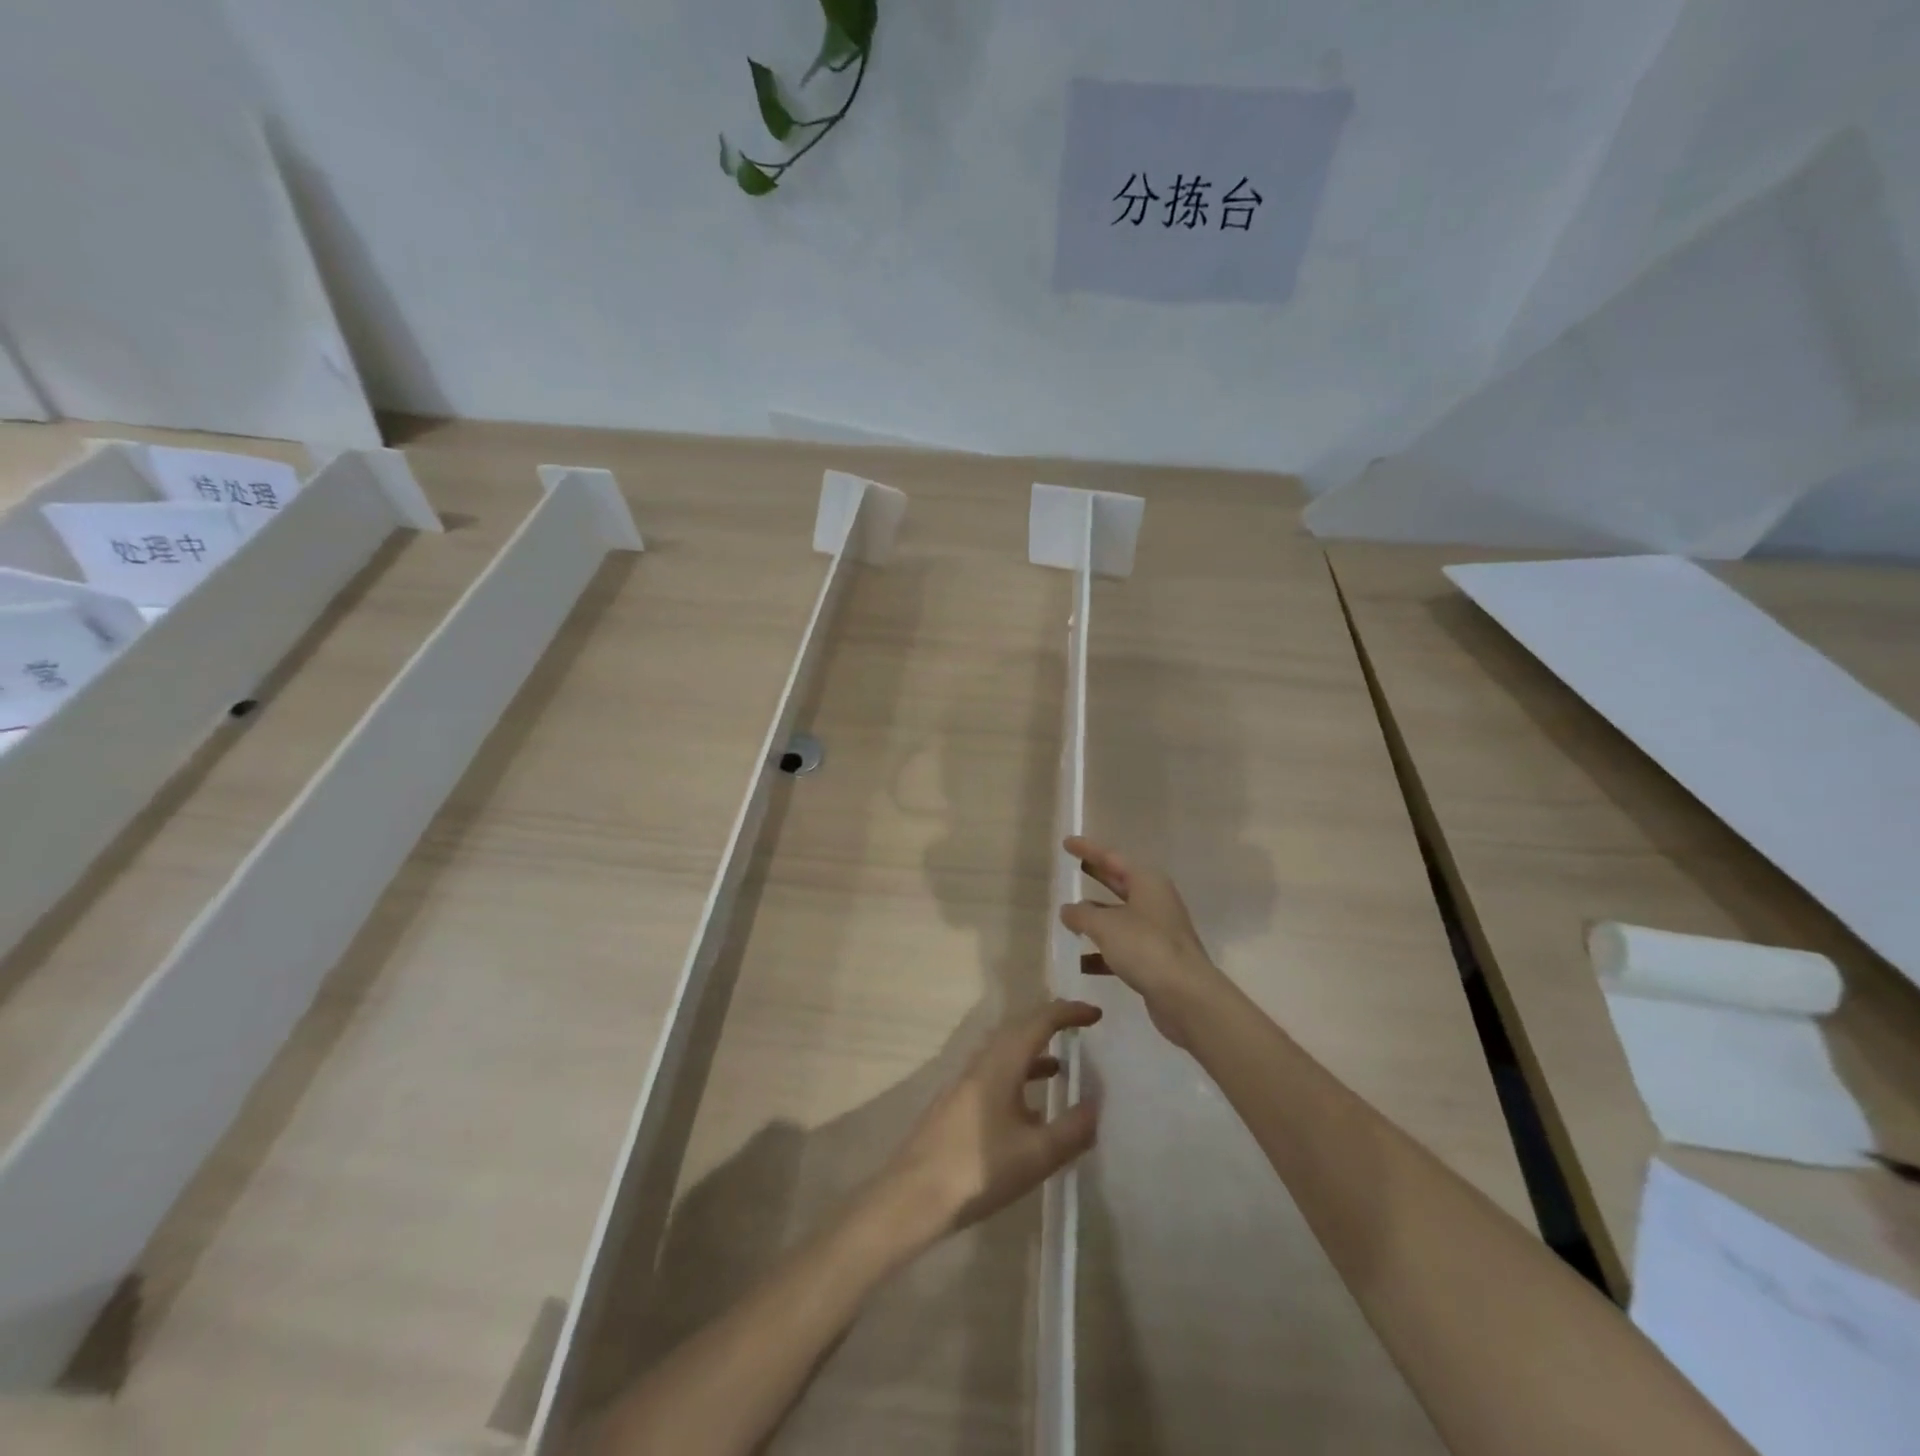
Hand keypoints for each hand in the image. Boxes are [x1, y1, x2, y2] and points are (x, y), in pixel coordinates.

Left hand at [877, 999, 1102, 1242]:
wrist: (913, 1196)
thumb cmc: (978, 1170)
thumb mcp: (1036, 1155)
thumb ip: (1071, 1129)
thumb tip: (1096, 1104)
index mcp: (1001, 1062)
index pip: (1039, 1021)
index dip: (1069, 1013)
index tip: (1096, 1014)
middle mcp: (982, 1062)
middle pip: (1019, 1029)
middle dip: (1051, 1024)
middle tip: (1080, 1028)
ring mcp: (965, 1082)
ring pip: (1005, 1052)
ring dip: (1034, 1051)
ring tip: (1062, 1066)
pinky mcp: (957, 1103)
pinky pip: (995, 1072)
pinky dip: (1019, 1075)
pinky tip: (1031, 1109)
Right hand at [1060, 836, 1225, 1049]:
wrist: (1186, 997)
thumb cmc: (1146, 948)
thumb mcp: (1105, 926)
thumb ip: (1082, 914)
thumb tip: (1068, 910)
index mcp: (1147, 882)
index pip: (1111, 857)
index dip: (1088, 849)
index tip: (1067, 842)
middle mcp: (1154, 902)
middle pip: (1119, 883)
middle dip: (1095, 876)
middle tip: (1072, 869)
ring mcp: (1157, 931)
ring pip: (1119, 917)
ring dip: (1095, 918)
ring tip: (1067, 918)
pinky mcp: (1155, 959)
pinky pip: (1122, 947)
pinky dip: (1102, 951)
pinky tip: (1080, 961)